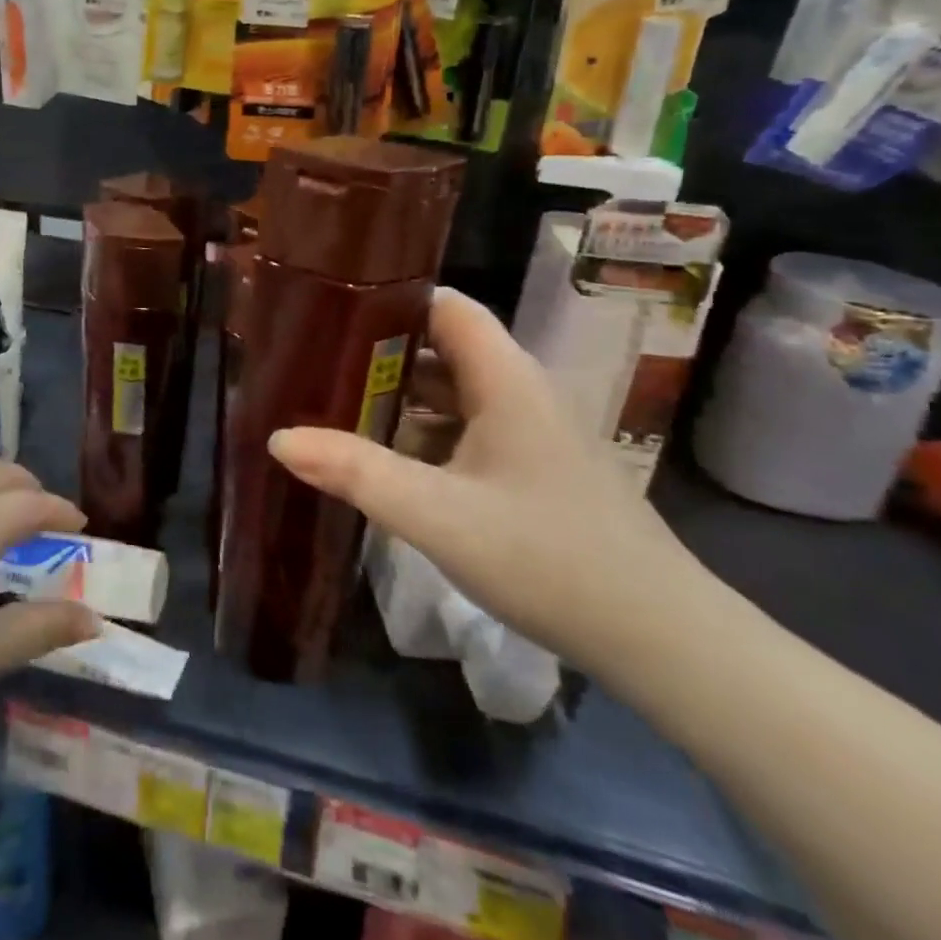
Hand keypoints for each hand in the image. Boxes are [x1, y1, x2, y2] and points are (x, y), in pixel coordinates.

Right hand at [267, 289, 702, 672]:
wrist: (661, 641)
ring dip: (398, 396)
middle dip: (377, 352)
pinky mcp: (532, 467)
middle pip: (440, 347)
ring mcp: (530, 431)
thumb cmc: (549, 559)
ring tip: (332, 404)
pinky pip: (466, 428)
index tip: (328, 308)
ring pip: (452, 392)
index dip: (388, 298)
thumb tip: (279, 437)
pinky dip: (423, 432)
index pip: (443, 305)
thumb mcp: (438, 515)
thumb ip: (356, 472)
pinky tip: (385, 459)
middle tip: (313, 362)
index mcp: (504, 377)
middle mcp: (518, 390)